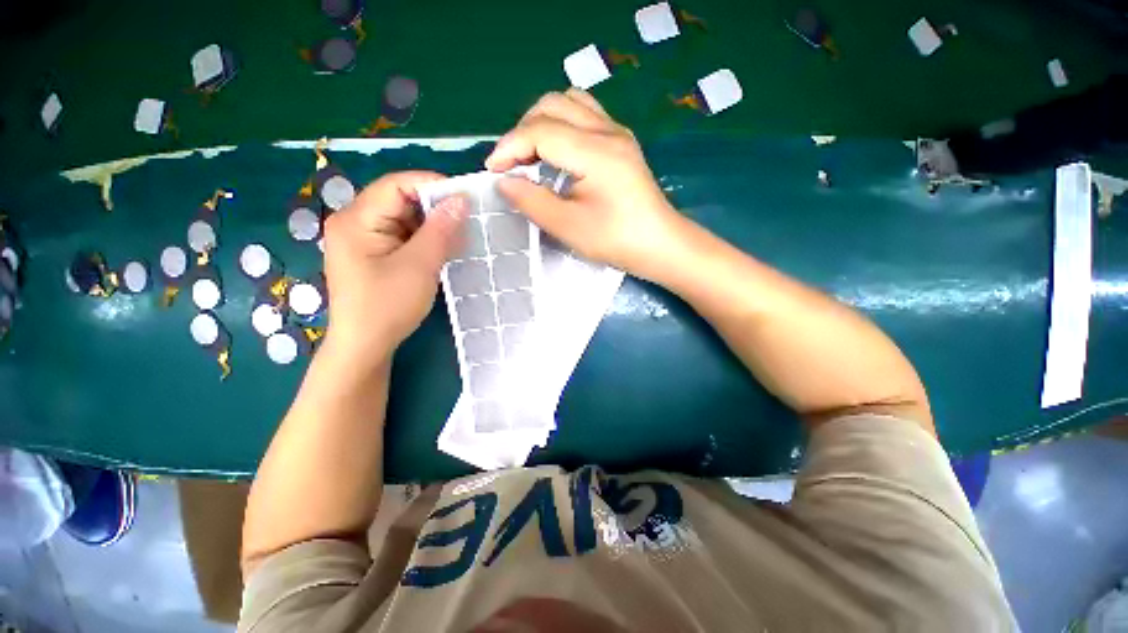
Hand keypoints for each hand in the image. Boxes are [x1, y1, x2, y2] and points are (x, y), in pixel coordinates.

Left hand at [321, 172, 467, 369]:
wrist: (365, 346)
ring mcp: (363, 239)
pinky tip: (442, 249)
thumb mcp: (419, 266)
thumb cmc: (387, 306)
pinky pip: (403, 236)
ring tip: (459, 237)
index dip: (432, 185)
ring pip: (404, 219)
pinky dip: (425, 240)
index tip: (466, 198)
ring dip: (433, 226)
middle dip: (435, 208)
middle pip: (399, 200)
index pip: (396, 185)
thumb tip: (461, 199)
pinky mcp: (374, 254)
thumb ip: (440, 230)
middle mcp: (355, 222)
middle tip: (466, 220)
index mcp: (356, 219)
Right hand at [486, 89, 685, 280]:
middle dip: (522, 130)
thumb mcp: (569, 227)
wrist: (660, 244)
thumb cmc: (616, 240)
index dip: (509, 147)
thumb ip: (533, 201)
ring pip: (569, 102)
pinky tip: (558, 152)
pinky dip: (561, 124)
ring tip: (531, 154)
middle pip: (552, 105)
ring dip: (541, 122)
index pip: (540, 131)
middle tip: (512, 164)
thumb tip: (504, 181)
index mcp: (595, 152)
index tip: (492, 171)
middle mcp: (607, 131)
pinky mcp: (621, 141)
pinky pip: (585, 114)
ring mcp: (617, 132)